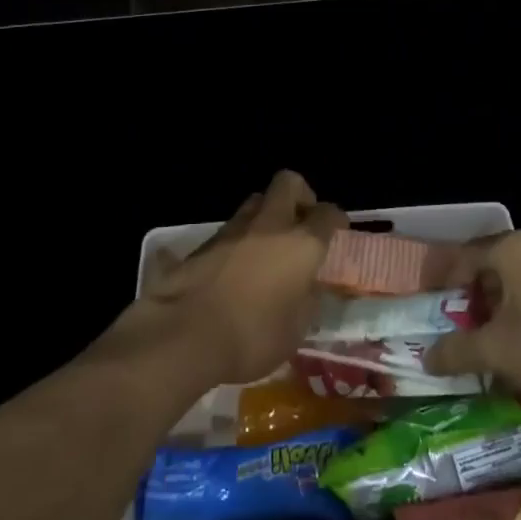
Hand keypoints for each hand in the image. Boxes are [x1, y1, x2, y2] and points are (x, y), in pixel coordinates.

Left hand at [137, 171, 346, 386]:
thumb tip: (308, 286)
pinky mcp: (204, 242)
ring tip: (267, 248)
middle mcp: (270, 225)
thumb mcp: (295, 330)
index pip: (328, 213)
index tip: (336, 232)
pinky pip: (230, 229)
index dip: (335, 220)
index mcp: (301, 244)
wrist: (184, 335)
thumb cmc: (252, 336)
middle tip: (301, 223)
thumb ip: (307, 300)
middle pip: (288, 183)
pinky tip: (237, 268)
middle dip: (300, 196)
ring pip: (256, 202)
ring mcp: (233, 229)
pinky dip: (239, 240)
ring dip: (266, 216)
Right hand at [423, 231, 520, 390]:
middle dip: (473, 299)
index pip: (462, 258)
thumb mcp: (498, 351)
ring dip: (501, 306)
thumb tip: (427, 358)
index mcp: (509, 249)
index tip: (432, 309)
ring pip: (518, 279)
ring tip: (495, 340)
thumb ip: (458, 352)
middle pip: (490, 267)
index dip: (442, 284)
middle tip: (463, 328)